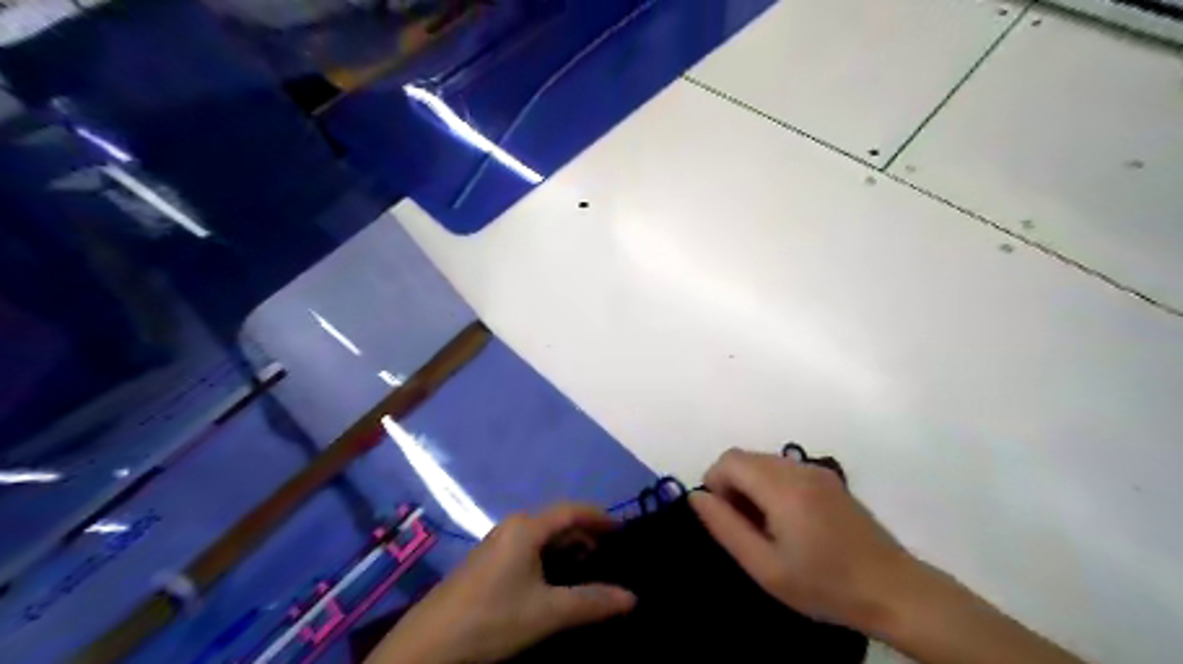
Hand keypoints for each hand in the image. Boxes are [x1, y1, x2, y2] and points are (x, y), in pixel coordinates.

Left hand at [367, 506, 637, 660]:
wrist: (427, 646)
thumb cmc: (492, 618)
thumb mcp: (547, 612)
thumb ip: (591, 602)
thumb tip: (632, 598)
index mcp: (526, 527)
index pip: (573, 510)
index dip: (600, 517)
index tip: (623, 530)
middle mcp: (512, 527)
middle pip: (558, 523)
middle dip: (586, 536)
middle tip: (612, 557)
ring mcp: (497, 544)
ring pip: (542, 538)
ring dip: (568, 551)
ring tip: (589, 572)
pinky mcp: (488, 563)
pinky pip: (528, 551)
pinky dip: (550, 561)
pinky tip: (556, 584)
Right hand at [694, 449, 913, 629]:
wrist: (895, 591)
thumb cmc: (825, 585)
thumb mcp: (765, 567)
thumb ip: (725, 527)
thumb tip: (697, 497)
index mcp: (782, 487)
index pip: (729, 460)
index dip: (714, 483)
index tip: (723, 518)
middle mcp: (799, 468)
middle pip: (745, 457)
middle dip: (731, 484)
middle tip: (742, 527)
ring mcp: (817, 471)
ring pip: (764, 462)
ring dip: (751, 485)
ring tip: (765, 527)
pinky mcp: (829, 479)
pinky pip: (785, 469)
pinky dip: (771, 485)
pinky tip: (788, 521)